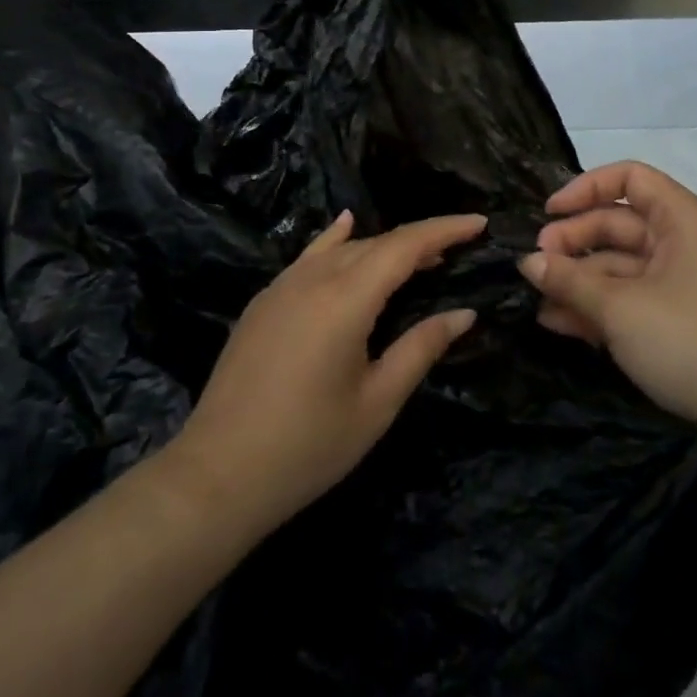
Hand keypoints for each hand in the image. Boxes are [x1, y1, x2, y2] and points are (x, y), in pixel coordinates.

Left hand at [163, 211, 484, 533]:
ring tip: (418, 257)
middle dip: (419, 242)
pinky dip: (336, 241)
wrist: (218, 473)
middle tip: (456, 252)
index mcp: (345, 299)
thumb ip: (421, 349)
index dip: (444, 230)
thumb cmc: (308, 446)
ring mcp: (282, 286)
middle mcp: (313, 278)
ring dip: (383, 247)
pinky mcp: (264, 301)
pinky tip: (345, 229)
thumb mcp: (376, 403)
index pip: (405, 246)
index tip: (479, 223)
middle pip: (376, 244)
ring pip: (343, 249)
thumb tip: (463, 313)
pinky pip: (309, 257)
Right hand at [520, 161, 696, 434]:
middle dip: (572, 242)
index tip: (549, 214)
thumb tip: (528, 261)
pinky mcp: (678, 320)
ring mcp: (680, 283)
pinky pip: (630, 298)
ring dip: (578, 280)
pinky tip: (559, 322)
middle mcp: (681, 242)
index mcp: (680, 220)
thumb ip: (569, 280)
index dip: (585, 188)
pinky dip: (597, 307)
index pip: (629, 179)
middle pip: (617, 224)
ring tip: (537, 301)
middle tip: (534, 267)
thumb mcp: (620, 308)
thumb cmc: (691, 340)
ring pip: (619, 266)